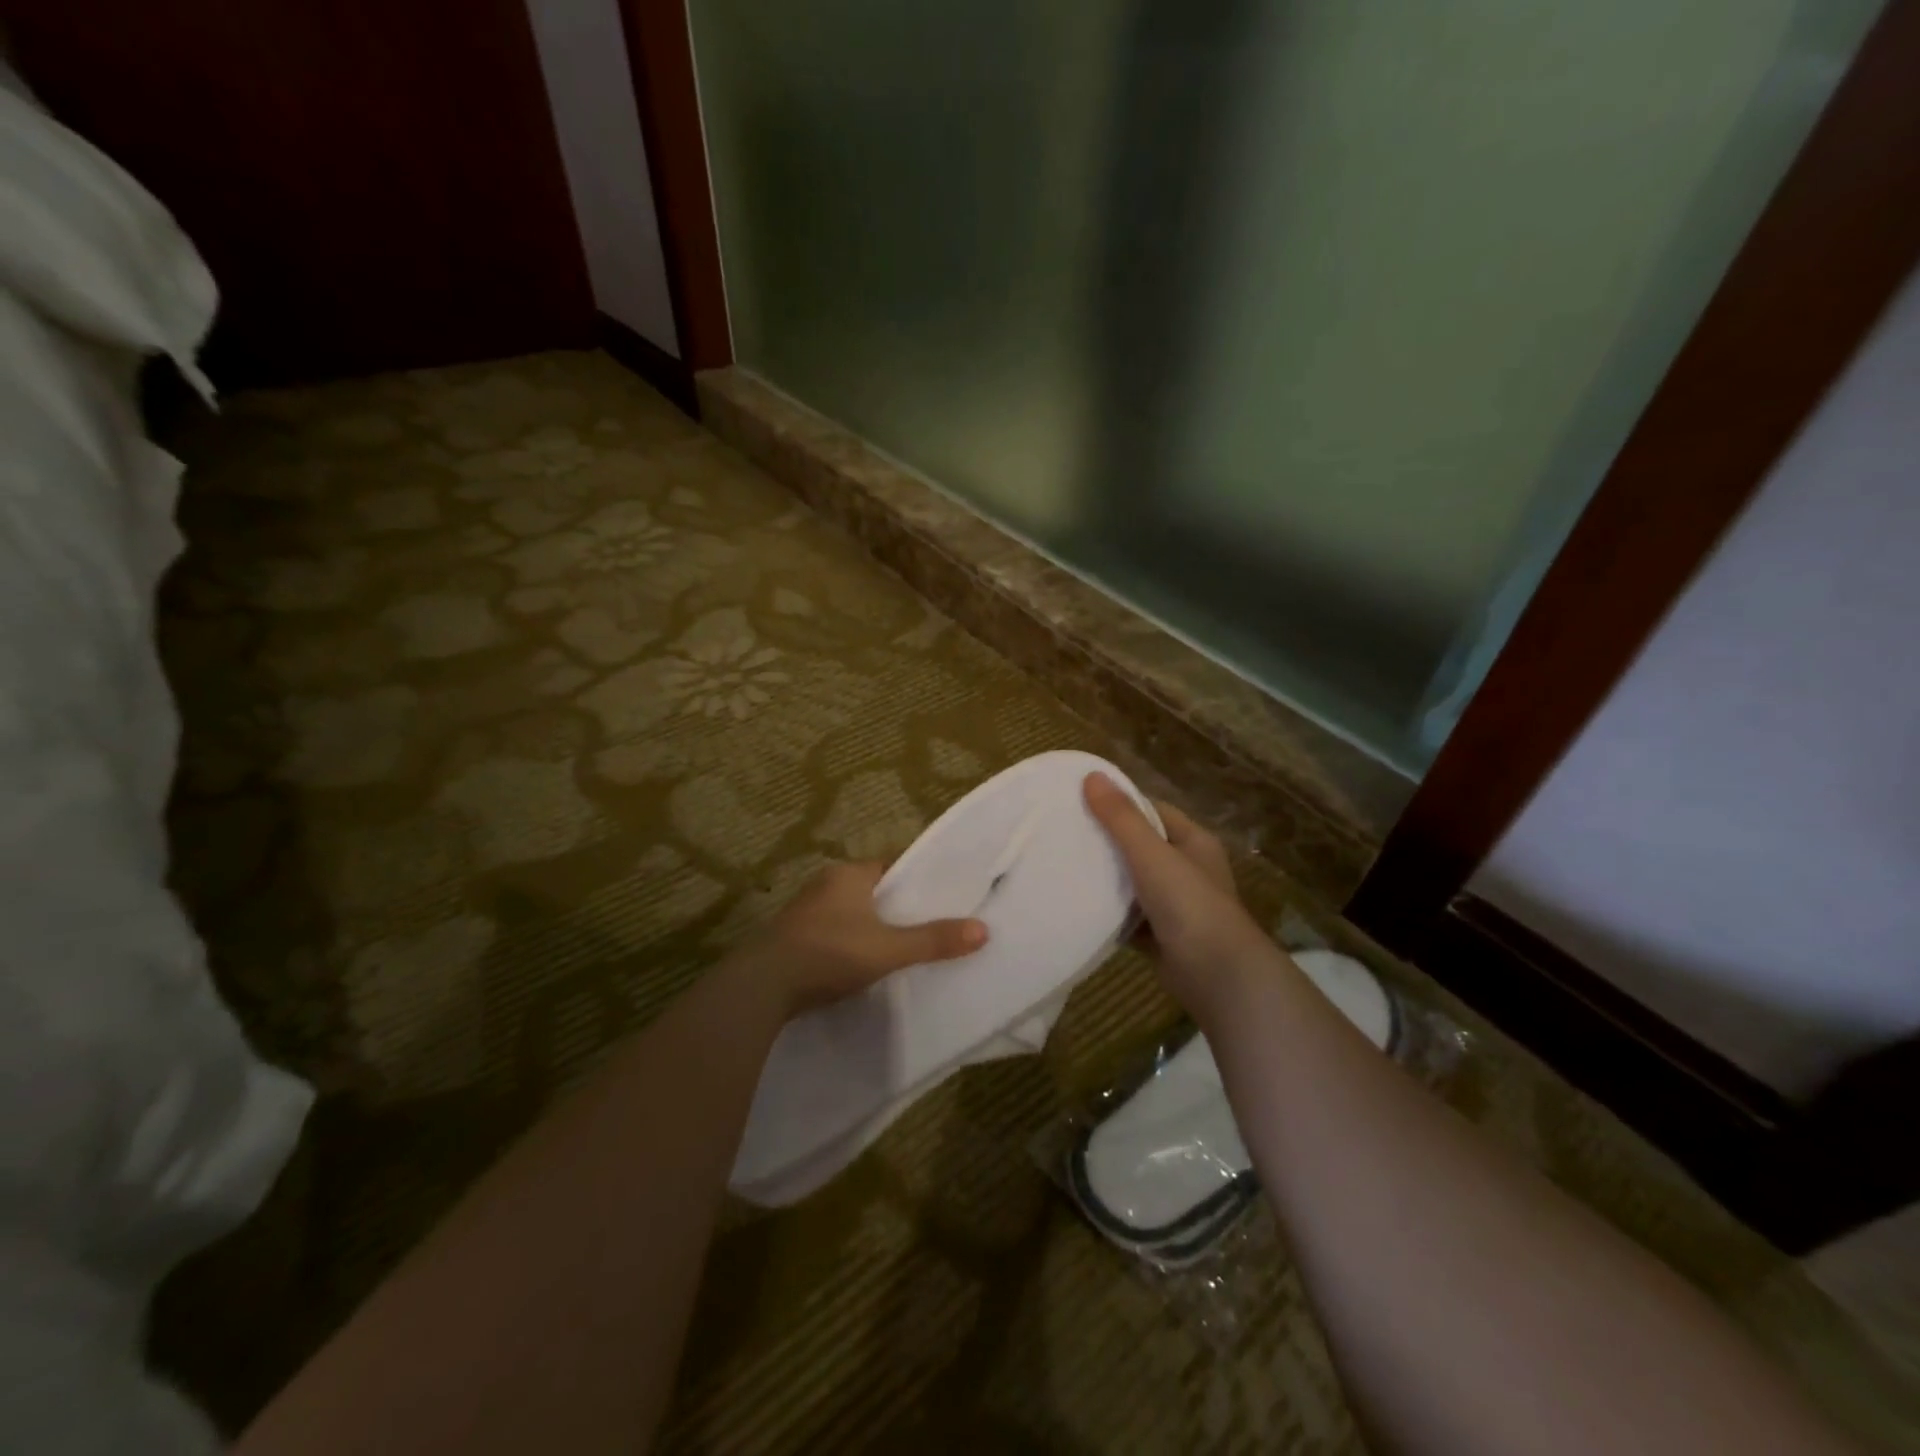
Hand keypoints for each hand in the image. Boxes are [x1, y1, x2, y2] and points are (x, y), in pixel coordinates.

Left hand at [742, 860, 986, 1016]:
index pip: (891, 867)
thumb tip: (983, 930)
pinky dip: (847, 942)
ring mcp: (804, 911)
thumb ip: (933, 940)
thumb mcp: (888, 949)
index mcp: (849, 874)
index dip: (915, 881)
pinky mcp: (791, 937)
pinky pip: (830, 932)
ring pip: (848, 912)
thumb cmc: (830, 953)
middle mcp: (825, 884)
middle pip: (870, 889)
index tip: (939, 897)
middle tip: (924, 925)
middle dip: (893, 906)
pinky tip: (857, 964)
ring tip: (896, 947)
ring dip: (867, 926)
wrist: (761, 986)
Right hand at [1084, 773, 1273, 1012]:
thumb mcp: (1152, 854)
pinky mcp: (1163, 935)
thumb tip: (1091, 776)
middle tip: (1064, 834)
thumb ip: (1121, 818)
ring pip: (1134, 883)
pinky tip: (1078, 906)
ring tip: (1063, 866)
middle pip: (1141, 846)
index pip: (1152, 811)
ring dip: (1106, 879)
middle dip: (1107, 842)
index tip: (1079, 803)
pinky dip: (1109, 913)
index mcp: (1193, 842)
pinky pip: (1130, 917)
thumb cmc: (1189, 905)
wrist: (1218, 977)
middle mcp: (1188, 869)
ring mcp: (1176, 905)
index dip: (1119, 805)